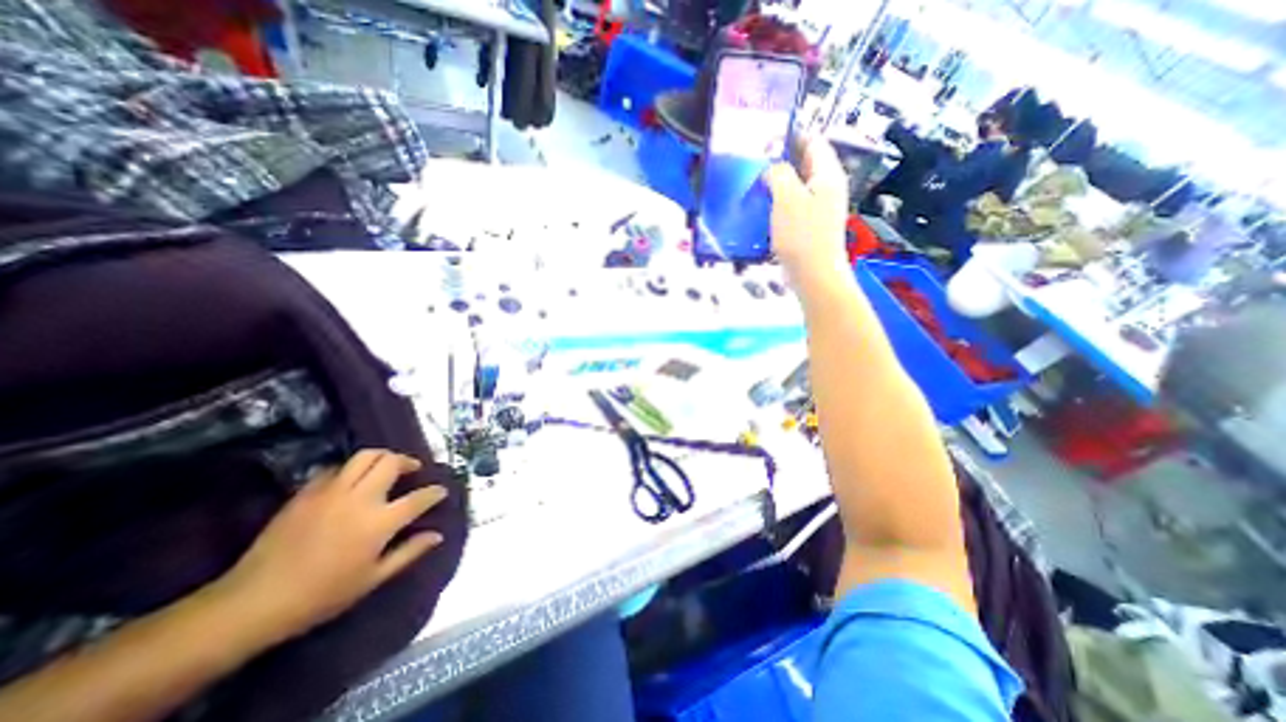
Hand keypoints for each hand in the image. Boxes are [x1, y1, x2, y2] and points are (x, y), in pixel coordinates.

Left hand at [215, 449, 448, 640]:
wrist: (253, 601)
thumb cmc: (322, 595)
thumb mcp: (373, 579)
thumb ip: (409, 552)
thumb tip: (437, 535)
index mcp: (380, 521)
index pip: (420, 497)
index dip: (435, 492)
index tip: (441, 492)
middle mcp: (361, 498)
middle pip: (392, 462)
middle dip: (408, 461)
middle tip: (412, 470)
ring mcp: (332, 491)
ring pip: (366, 456)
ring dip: (383, 457)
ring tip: (386, 467)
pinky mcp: (307, 492)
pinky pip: (336, 468)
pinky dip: (351, 469)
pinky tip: (351, 481)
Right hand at [768, 134, 849, 285]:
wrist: (813, 275)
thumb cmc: (802, 235)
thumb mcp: (788, 198)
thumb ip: (779, 174)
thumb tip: (771, 169)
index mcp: (827, 175)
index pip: (813, 141)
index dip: (792, 134)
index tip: (766, 136)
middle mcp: (826, 188)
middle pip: (803, 164)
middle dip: (780, 159)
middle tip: (754, 161)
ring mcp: (817, 208)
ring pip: (795, 186)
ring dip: (776, 183)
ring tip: (753, 183)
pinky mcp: (807, 226)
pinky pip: (791, 206)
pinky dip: (777, 202)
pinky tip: (760, 208)